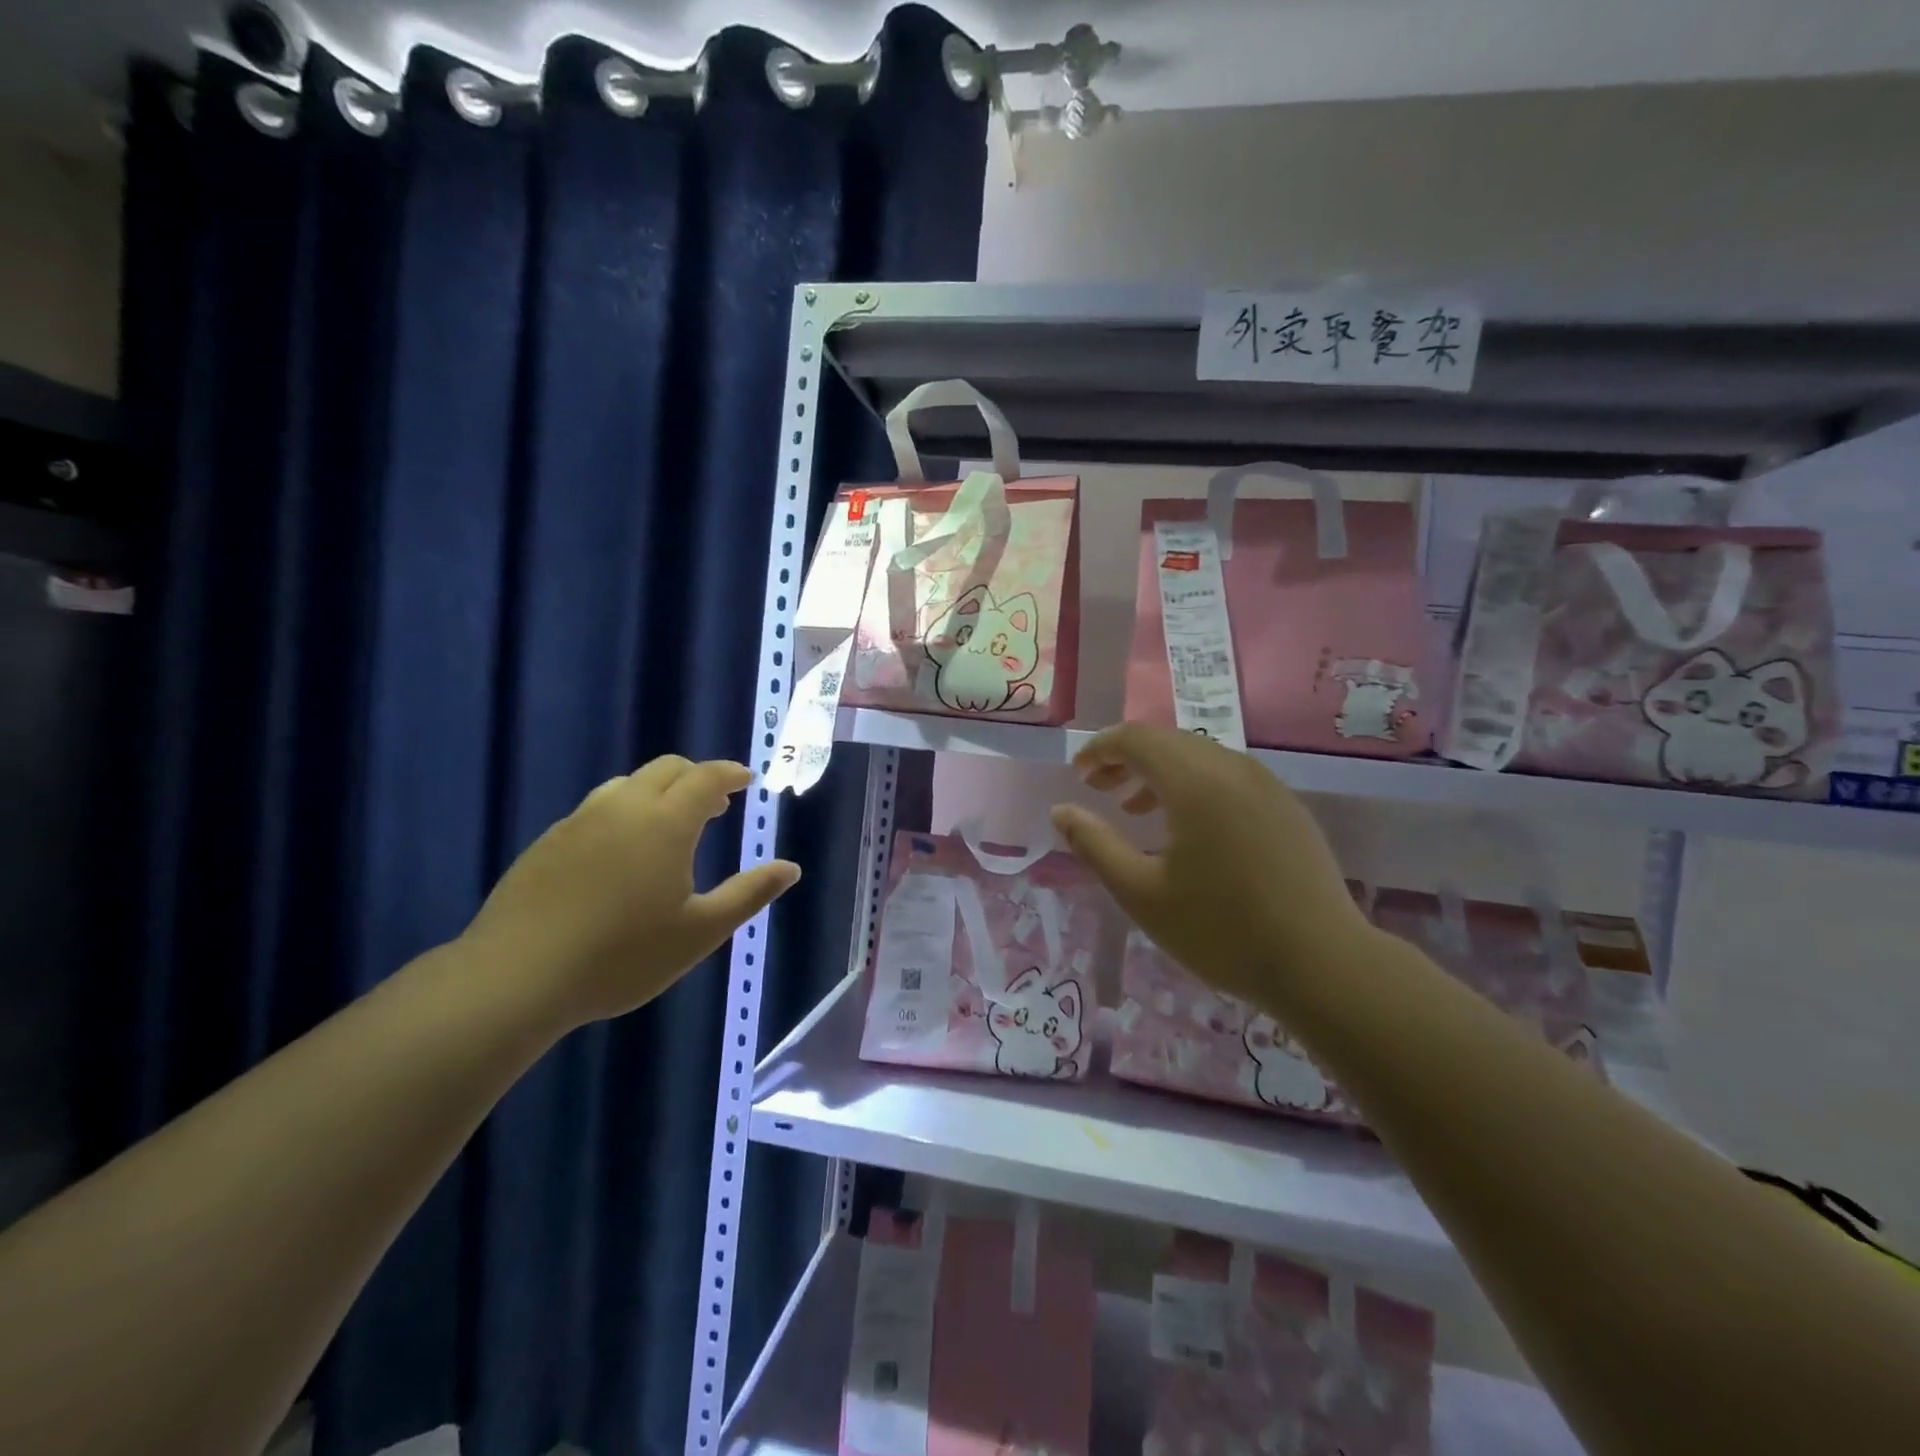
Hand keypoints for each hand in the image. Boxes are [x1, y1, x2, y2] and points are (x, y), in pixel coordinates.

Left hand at [461, 756, 800, 1029]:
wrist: (515, 979)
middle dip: (697, 777)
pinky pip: (597, 809)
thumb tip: (790, 868)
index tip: (747, 780)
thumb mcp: (700, 932)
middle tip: (717, 804)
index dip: (731, 773)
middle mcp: (623, 808)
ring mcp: (579, 821)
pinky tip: (621, 853)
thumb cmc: (622, 956)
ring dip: (659, 792)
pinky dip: (624, 812)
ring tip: (671, 825)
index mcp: (666, 822)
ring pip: (627, 785)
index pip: (706, 777)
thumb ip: (749, 894)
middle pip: (667, 769)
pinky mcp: (547, 842)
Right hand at [1049, 725, 1369, 1004]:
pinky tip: (1188, 829)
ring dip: (1160, 772)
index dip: (1100, 749)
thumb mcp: (1141, 893)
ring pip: (1200, 757)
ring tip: (1135, 810)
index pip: (1137, 739)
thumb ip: (1095, 845)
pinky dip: (1194, 786)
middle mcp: (1233, 768)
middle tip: (1098, 789)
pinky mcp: (1287, 807)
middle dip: (1126, 758)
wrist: (1323, 964)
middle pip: (1168, 741)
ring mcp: (1267, 785)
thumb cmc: (1221, 930)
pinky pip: (1229, 777)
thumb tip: (1061, 811)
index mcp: (1195, 781)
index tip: (1078, 774)